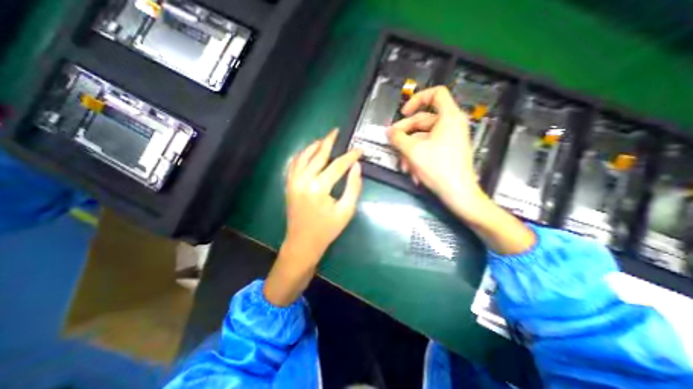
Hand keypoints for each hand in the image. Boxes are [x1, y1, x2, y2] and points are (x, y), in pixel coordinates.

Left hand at [264, 131, 362, 306]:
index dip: (350, 156)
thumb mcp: (346, 211)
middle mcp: (303, 180)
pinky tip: (308, 151)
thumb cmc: (326, 230)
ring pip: (303, 156)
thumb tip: (357, 167)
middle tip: (337, 131)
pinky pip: (294, 164)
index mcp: (319, 188)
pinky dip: (301, 155)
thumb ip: (353, 187)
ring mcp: (293, 181)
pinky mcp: (289, 185)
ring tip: (324, 139)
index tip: (360, 150)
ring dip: (314, 146)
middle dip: (329, 142)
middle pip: (318, 155)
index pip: (338, 165)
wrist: (302, 243)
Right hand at [388, 85, 533, 253]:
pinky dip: (418, 157)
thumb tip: (388, 132)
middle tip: (392, 143)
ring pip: (423, 138)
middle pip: (423, 120)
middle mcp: (451, 125)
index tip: (403, 113)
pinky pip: (429, 148)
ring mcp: (450, 139)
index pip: (435, 94)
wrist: (458, 194)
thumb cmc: (438, 169)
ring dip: (410, 151)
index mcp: (449, 117)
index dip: (417, 99)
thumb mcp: (413, 151)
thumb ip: (398, 138)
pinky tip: (412, 171)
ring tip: (403, 166)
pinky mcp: (448, 151)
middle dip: (405, 134)